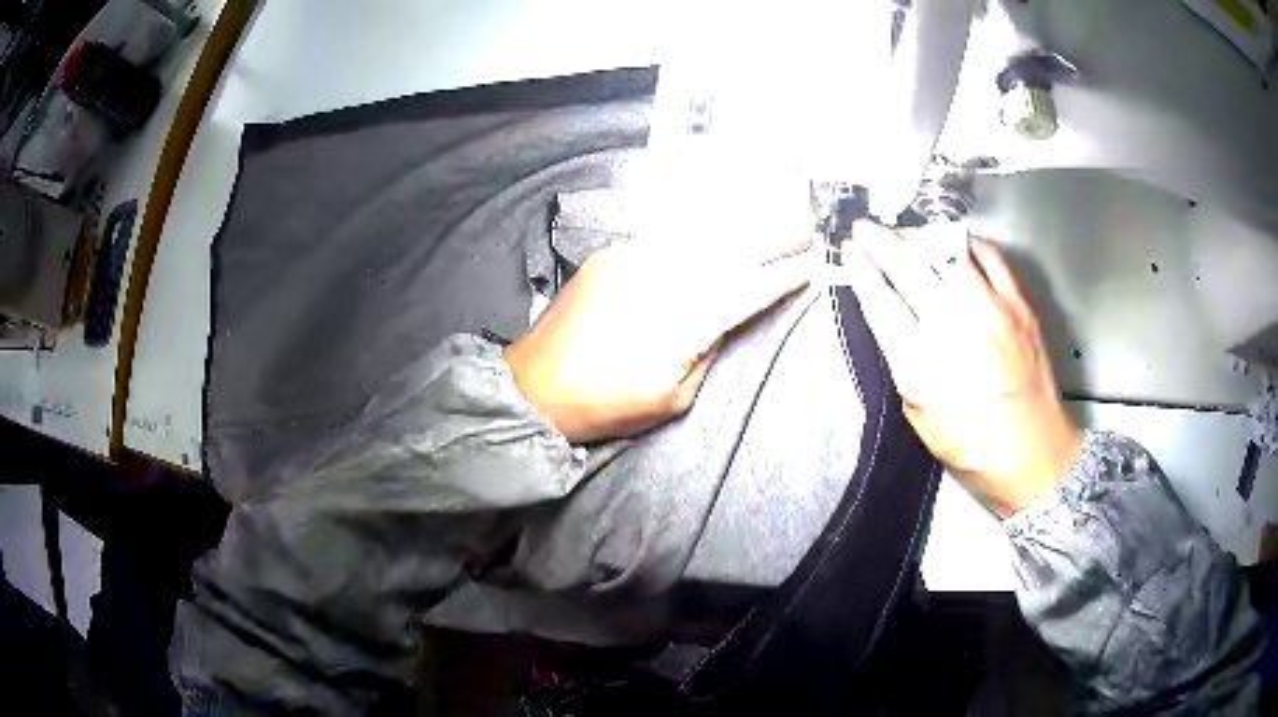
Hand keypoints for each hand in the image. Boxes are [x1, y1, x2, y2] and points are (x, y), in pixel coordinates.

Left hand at [505, 236, 810, 442]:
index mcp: (680, 324)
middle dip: (770, 236)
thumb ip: (705, 354)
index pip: (744, 293)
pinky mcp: (610, 257)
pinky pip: (664, 239)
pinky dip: (696, 231)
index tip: (809, 265)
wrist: (533, 386)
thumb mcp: (670, 400)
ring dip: (738, 225)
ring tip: (769, 215)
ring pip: (698, 236)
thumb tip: (723, 322)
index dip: (779, 278)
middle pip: (727, 252)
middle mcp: (660, 282)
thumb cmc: (604, 406)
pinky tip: (715, 227)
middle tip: (803, 224)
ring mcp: (631, 262)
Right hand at [843, 221, 1081, 516]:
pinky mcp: (1019, 306)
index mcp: (921, 367)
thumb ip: (903, 363)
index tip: (849, 251)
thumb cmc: (973, 449)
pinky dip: (967, 245)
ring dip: (920, 237)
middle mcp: (955, 330)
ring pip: (947, 252)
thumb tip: (892, 321)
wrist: (1034, 456)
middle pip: (908, 267)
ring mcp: (991, 312)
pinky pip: (989, 256)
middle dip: (880, 241)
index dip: (860, 270)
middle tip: (866, 229)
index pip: (880, 302)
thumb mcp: (920, 417)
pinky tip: (956, 247)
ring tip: (908, 236)